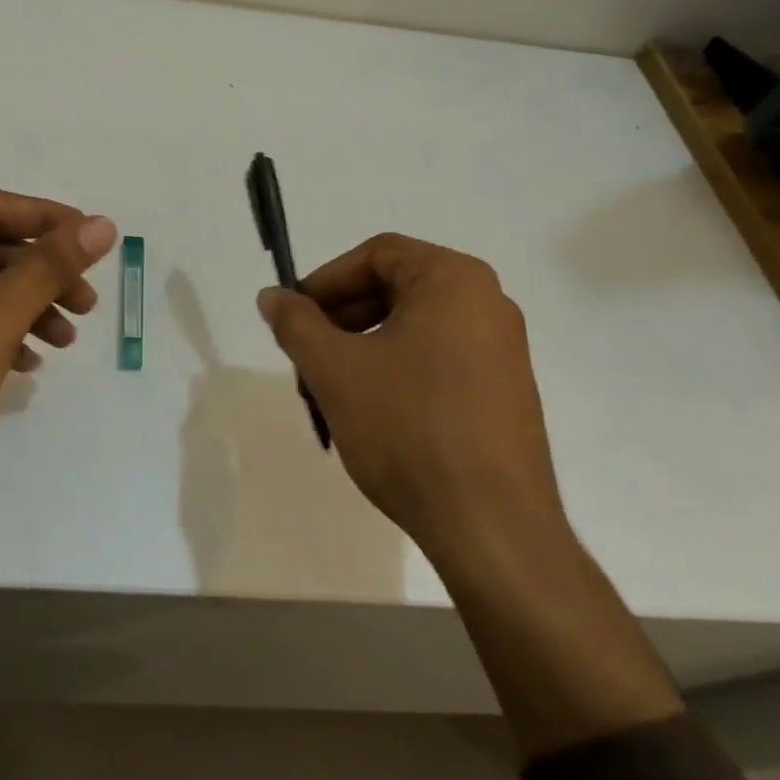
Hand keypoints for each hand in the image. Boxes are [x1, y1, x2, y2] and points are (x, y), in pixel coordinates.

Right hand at [255, 233, 565, 568]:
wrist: (491, 526)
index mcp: (454, 280)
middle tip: (308, 355)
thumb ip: (296, 323)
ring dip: (365, 346)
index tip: (295, 316)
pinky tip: (375, 412)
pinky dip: (398, 369)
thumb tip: (271, 296)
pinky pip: (440, 358)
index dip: (326, 280)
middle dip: (342, 316)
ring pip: (415, 327)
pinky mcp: (507, 391)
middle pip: (397, 287)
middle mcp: (488, 303)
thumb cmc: (408, 428)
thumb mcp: (335, 369)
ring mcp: (504, 350)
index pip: (377, 254)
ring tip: (334, 388)